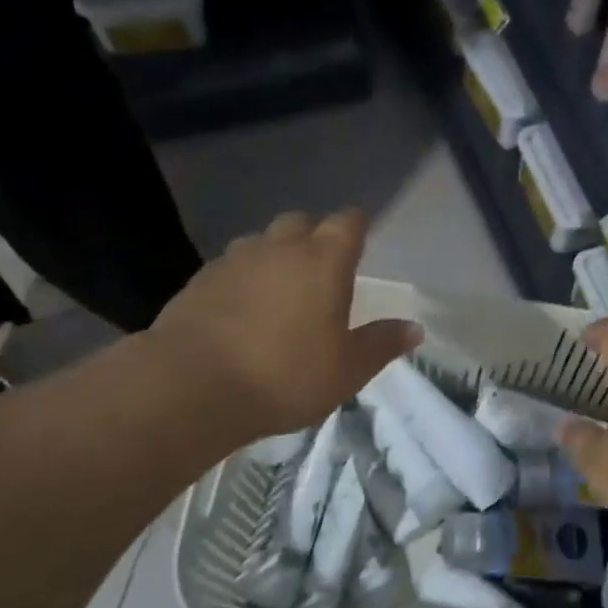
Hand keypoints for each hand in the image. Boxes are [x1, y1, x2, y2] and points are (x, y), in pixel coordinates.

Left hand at [148, 209, 420, 440]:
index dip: (356, 227)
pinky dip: (242, 279)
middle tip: (321, 270)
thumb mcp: (347, 370)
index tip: (361, 241)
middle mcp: (279, 248)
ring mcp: (234, 261)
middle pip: (301, 222)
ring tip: (279, 290)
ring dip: (274, 255)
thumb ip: (381, 344)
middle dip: (314, 236)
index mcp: (323, 261)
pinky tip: (241, 311)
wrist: (192, 386)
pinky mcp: (199, 281)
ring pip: (261, 242)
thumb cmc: (285, 375)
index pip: (347, 222)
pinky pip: (230, 267)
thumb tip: (415, 328)